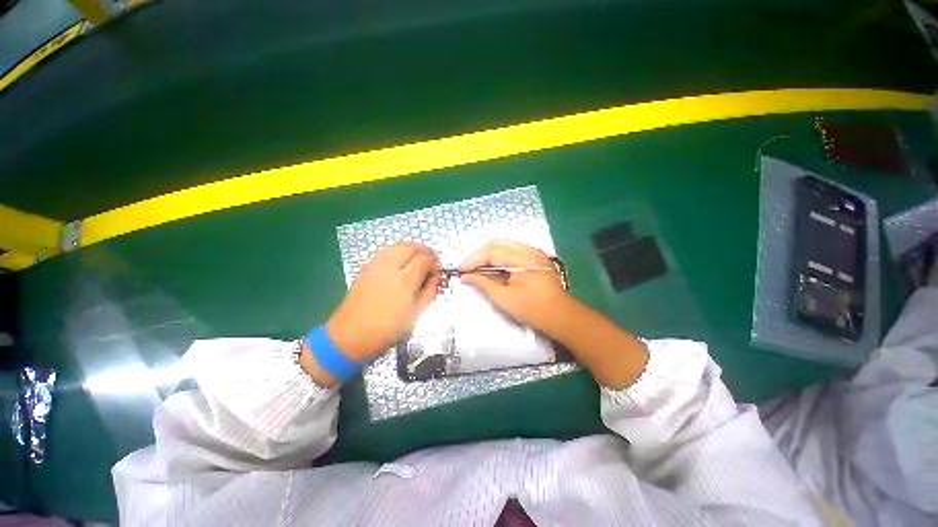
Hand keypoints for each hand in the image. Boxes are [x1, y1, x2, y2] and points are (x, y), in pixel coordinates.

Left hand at [326, 242, 440, 362]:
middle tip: (431, 262)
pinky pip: (387, 251)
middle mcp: (390, 267)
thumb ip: (430, 291)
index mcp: (405, 281)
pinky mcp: (366, 267)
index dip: (434, 262)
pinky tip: (402, 263)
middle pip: (412, 247)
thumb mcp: (417, 313)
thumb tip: (435, 277)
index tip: (437, 270)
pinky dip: (399, 251)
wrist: (351, 335)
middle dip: (425, 251)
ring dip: (412, 249)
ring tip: (418, 260)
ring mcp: (376, 265)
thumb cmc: (388, 329)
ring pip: (398, 245)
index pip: (425, 259)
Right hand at [459, 240, 570, 331]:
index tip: (461, 270)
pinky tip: (492, 269)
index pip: (491, 252)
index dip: (473, 260)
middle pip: (497, 245)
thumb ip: (483, 284)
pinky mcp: (535, 259)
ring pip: (504, 247)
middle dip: (479, 256)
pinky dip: (499, 259)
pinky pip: (512, 253)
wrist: (562, 317)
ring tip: (477, 269)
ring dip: (489, 256)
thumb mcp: (504, 298)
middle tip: (468, 269)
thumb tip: (466, 276)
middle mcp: (529, 250)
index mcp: (522, 258)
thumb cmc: (533, 310)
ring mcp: (534, 253)